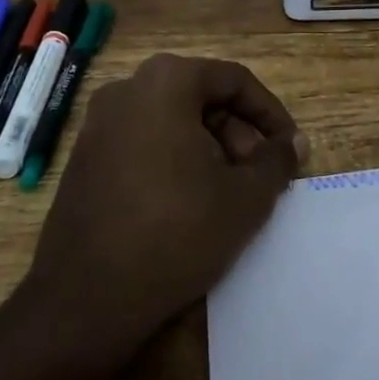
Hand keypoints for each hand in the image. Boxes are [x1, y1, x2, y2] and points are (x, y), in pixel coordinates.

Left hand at [27, 54, 305, 336]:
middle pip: (200, 98)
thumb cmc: (175, 232)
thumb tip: (294, 143)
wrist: (85, 299)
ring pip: (171, 121)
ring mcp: (98, 123)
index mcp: (166, 81)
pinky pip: (143, 142)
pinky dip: (174, 160)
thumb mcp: (244, 198)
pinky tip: (188, 204)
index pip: (234, 80)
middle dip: (238, 134)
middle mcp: (127, 88)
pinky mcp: (84, 158)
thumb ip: (276, 161)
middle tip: (259, 177)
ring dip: (209, 148)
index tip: (290, 148)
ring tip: (228, 194)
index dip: (270, 114)